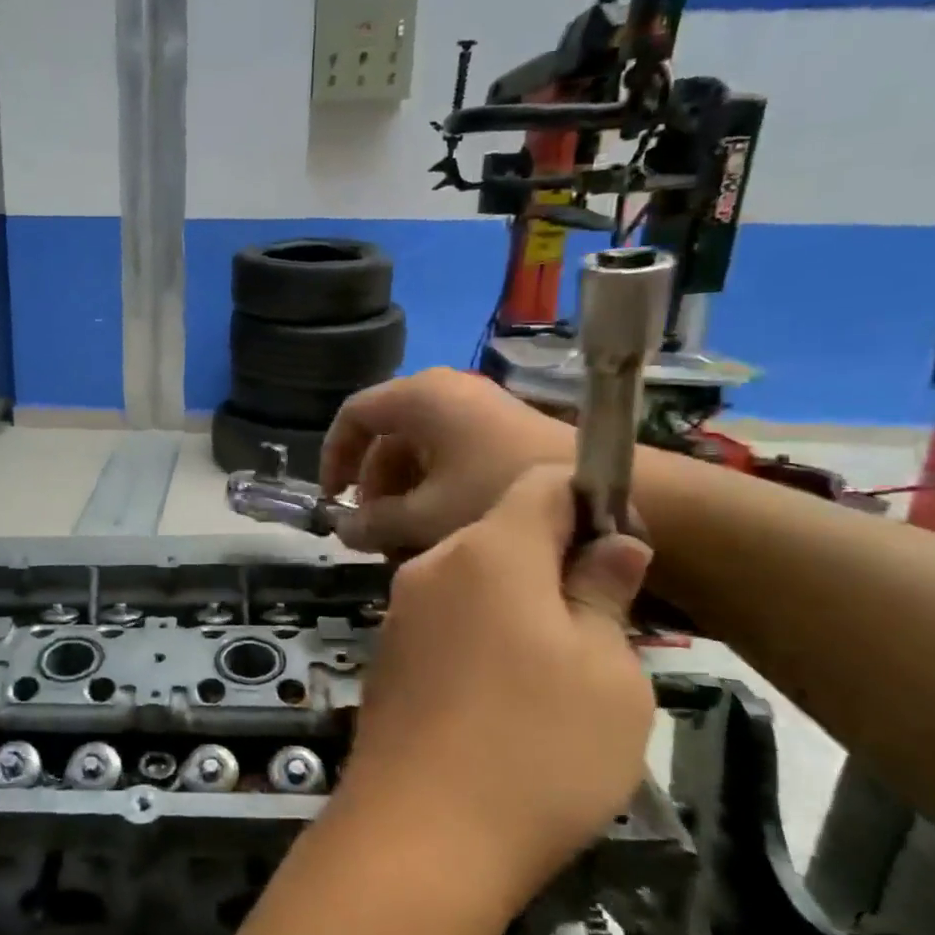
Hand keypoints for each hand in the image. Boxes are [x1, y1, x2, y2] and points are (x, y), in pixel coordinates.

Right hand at [321, 369, 573, 558]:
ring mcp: (473, 411)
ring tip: (402, 540)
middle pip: (384, 436)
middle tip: (370, 531)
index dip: (334, 457)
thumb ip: (372, 523)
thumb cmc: (496, 495)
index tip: (332, 499)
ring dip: (401, 495)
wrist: (602, 495)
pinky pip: (445, 456)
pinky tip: (435, 530)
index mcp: (419, 398)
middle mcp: (443, 393)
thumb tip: (342, 530)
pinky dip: (430, 489)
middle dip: (372, 487)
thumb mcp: (423, 516)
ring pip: (416, 451)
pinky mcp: (496, 432)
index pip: (353, 415)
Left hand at [336, 466, 655, 915]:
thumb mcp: (607, 673)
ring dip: (519, 607)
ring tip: (559, 678)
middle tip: (602, 632)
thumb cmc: (537, 748)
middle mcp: (431, 565)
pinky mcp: (387, 655)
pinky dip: (481, 637)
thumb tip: (612, 543)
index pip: (540, 484)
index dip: (589, 503)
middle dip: (554, 564)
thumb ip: (604, 594)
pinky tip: (504, 701)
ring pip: (474, 582)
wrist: (420, 831)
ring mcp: (400, 611)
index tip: (623, 554)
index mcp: (488, 550)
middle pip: (503, 534)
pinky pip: (446, 622)